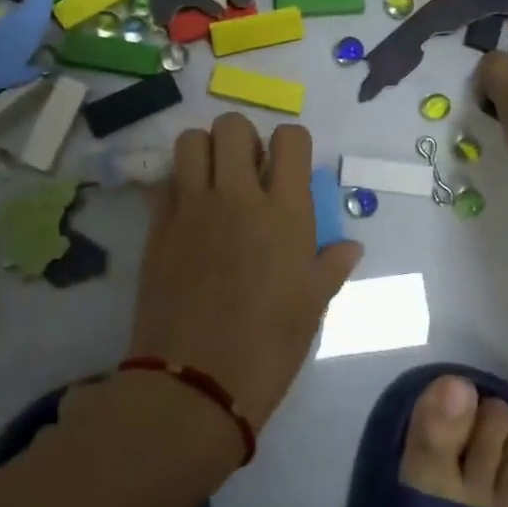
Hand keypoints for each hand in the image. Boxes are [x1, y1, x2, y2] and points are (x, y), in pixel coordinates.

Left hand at [128, 115, 361, 432]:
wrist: (196, 381)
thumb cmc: (269, 345)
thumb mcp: (313, 305)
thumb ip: (331, 264)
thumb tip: (350, 246)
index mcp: (285, 211)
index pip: (290, 138)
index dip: (291, 146)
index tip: (288, 170)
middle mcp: (238, 195)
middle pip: (233, 125)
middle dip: (243, 139)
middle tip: (248, 173)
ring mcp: (192, 206)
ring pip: (191, 140)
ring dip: (206, 152)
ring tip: (214, 183)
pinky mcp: (158, 225)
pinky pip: (165, 181)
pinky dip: (179, 184)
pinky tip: (188, 214)